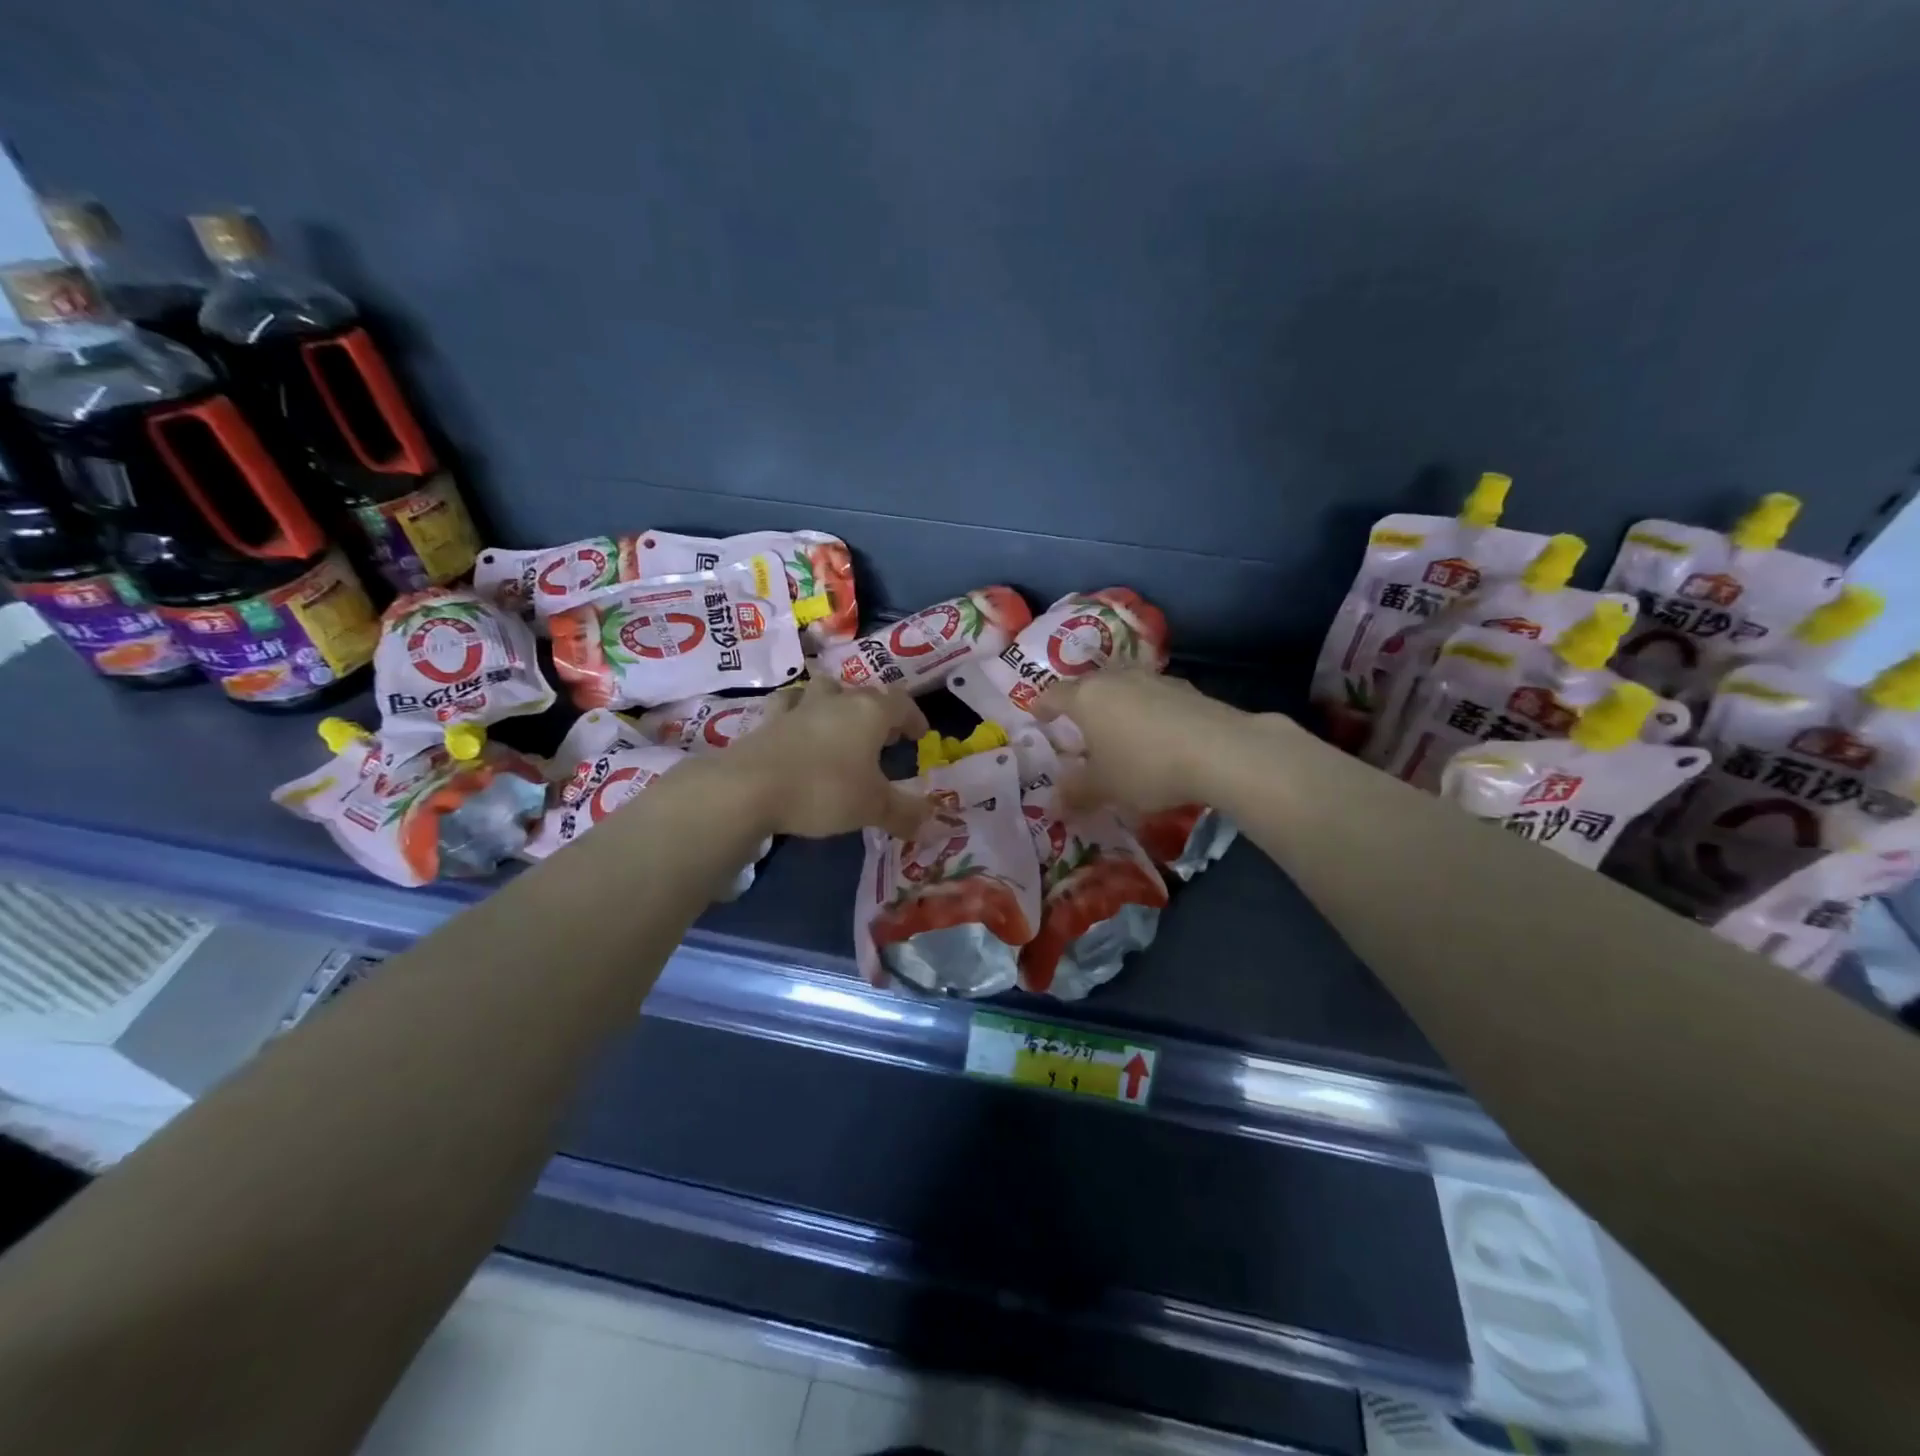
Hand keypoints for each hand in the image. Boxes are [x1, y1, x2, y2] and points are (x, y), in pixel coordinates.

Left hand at [724, 677, 931, 838]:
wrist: (749, 788)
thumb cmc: (824, 790)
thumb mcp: (872, 807)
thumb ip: (904, 812)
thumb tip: (931, 821)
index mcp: (869, 712)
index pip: (901, 702)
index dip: (913, 717)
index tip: (919, 735)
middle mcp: (836, 701)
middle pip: (863, 693)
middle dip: (878, 711)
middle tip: (884, 736)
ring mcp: (798, 707)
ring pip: (823, 689)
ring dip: (836, 701)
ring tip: (839, 724)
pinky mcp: (767, 721)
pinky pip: (787, 706)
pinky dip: (797, 713)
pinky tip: (796, 728)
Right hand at [1033, 669, 1257, 812]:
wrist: (1220, 751)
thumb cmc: (1145, 767)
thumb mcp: (1105, 788)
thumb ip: (1076, 793)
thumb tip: (1052, 804)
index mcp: (1086, 698)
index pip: (1054, 695)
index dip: (1042, 706)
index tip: (1038, 716)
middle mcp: (1116, 678)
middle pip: (1089, 685)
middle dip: (1081, 704)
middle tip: (1078, 726)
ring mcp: (1153, 679)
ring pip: (1124, 687)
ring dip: (1117, 705)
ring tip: (1118, 729)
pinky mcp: (1186, 688)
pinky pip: (1154, 697)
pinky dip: (1147, 711)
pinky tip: (1157, 734)